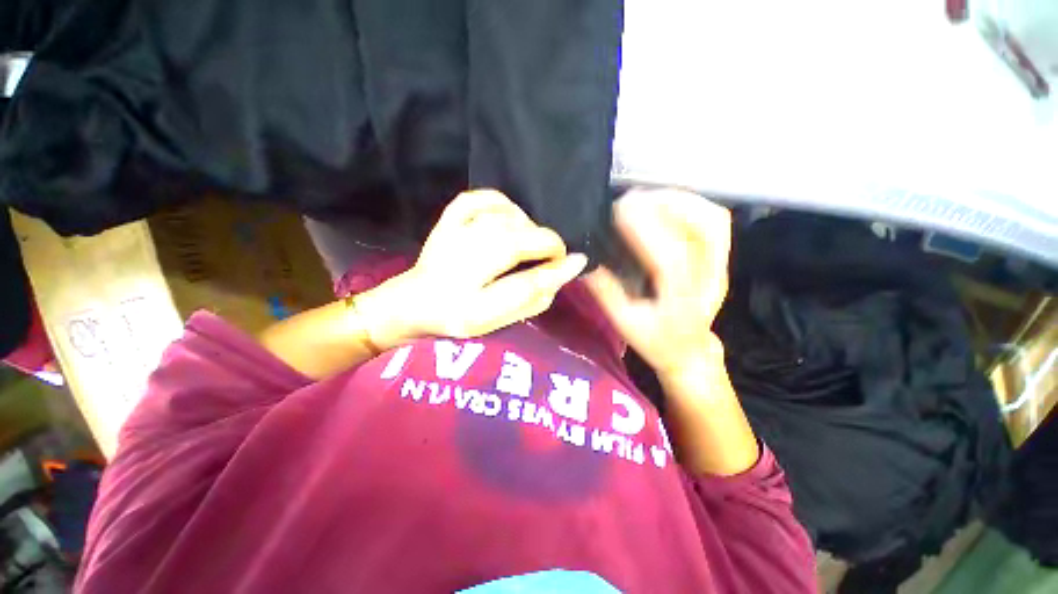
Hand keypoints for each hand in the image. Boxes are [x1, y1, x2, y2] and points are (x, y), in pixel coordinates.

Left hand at [372, 190, 587, 340]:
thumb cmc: (461, 317)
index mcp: (470, 306)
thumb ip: (532, 299)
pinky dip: (501, 202)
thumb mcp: (499, 321)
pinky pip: (478, 199)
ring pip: (501, 219)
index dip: (556, 271)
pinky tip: (509, 217)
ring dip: (528, 227)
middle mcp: (457, 270)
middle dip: (546, 243)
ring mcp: (449, 239)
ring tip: (530, 242)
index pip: (523, 286)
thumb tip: (564, 272)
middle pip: (513, 244)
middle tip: (554, 253)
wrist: (414, 302)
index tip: (578, 261)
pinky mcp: (445, 221)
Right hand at [586, 189, 730, 379]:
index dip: (647, 229)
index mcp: (681, 302)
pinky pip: (716, 221)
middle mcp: (708, 280)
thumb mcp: (623, 322)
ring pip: (712, 220)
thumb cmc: (655, 340)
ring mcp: (720, 266)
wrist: (689, 350)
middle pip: (698, 231)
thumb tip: (586, 260)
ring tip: (646, 198)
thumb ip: (605, 291)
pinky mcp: (722, 258)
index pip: (671, 258)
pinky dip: (693, 204)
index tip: (619, 211)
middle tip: (626, 202)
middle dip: (660, 207)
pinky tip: (668, 202)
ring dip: (678, 201)